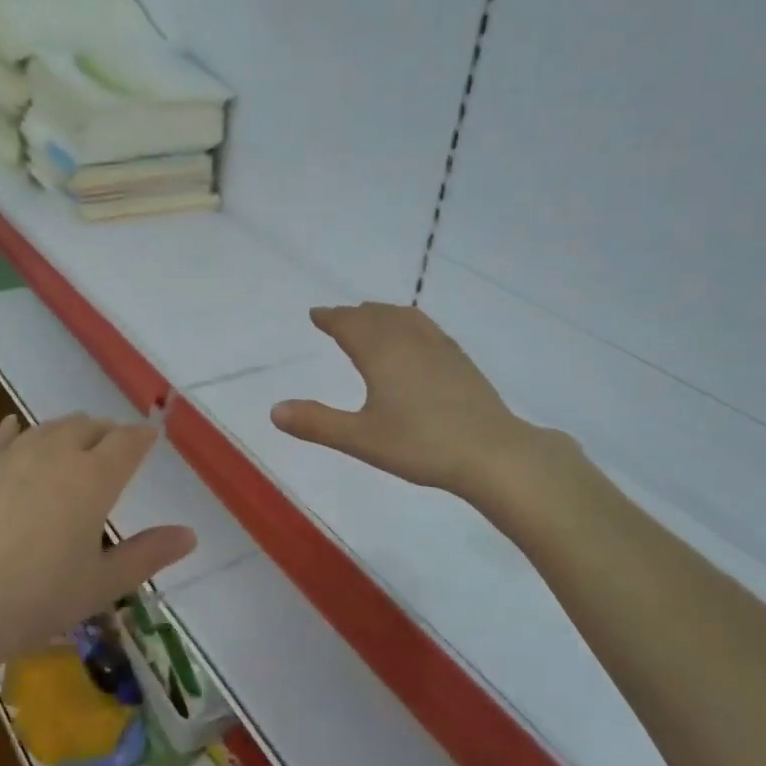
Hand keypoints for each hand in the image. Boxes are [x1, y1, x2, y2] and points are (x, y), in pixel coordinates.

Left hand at [0, 413, 196, 664]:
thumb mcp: (103, 583)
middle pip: (89, 426)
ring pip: (50, 426)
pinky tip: (17, 430)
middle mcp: (57, 453)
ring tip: (75, 441)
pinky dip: (19, 430)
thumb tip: (190, 534)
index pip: (128, 442)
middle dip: (107, 433)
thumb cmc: (38, 599)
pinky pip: (4, 435)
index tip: (151, 437)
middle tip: (114, 447)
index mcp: (94, 478)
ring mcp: (13, 455)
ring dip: (69, 430)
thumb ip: (149, 554)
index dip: (142, 437)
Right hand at [271, 303, 563, 498]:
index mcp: (381, 353)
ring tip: (372, 317)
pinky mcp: (460, 360)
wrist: (492, 452)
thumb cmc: (421, 445)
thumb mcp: (361, 439)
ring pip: (404, 317)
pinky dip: (408, 322)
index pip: (349, 325)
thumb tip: (274, 410)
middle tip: (338, 317)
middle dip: (353, 315)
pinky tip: (415, 338)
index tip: (316, 314)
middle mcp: (409, 341)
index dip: (330, 318)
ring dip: (382, 314)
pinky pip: (426, 327)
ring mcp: (439, 347)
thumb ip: (317, 424)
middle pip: (376, 316)